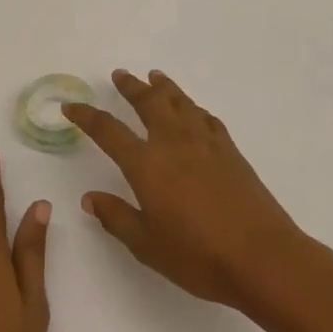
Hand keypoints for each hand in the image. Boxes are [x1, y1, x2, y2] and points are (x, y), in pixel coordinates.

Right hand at [63, 70, 307, 309]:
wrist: (261, 256)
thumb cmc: (197, 255)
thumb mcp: (146, 244)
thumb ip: (117, 217)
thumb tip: (91, 198)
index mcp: (146, 164)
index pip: (108, 131)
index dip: (87, 116)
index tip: (71, 106)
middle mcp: (174, 143)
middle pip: (149, 102)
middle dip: (131, 87)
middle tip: (120, 75)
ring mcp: (206, 143)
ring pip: (181, 102)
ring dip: (165, 87)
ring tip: (155, 77)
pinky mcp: (230, 151)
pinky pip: (207, 118)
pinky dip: (195, 109)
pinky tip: (194, 111)